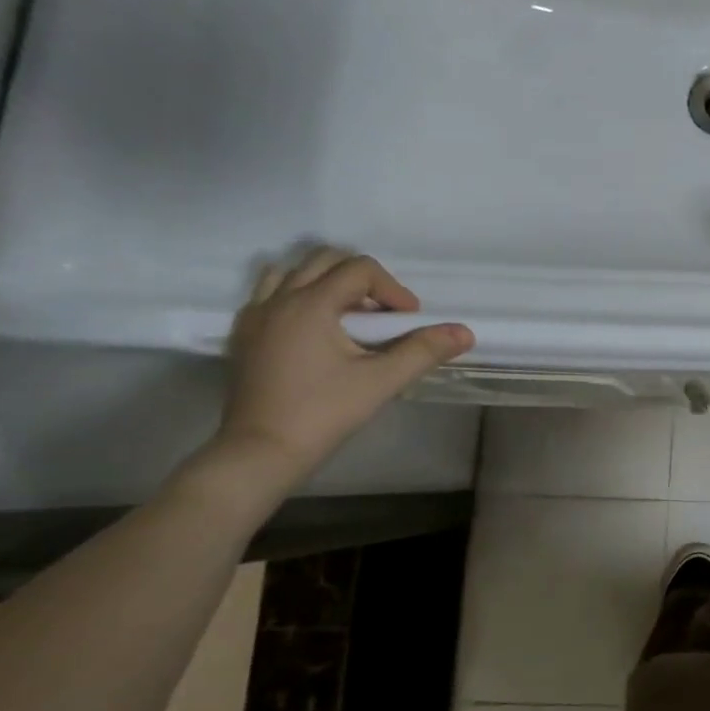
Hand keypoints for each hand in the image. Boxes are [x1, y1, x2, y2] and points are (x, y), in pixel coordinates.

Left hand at [213, 249, 473, 483]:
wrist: (261, 451)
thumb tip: (465, 332)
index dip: (393, 289)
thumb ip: (424, 350)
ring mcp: (255, 315)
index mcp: (311, 304)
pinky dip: (297, 295)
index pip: (360, 269)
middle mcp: (279, 299)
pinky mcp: (244, 334)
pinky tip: (316, 328)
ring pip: (292, 271)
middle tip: (382, 314)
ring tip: (348, 315)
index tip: (407, 321)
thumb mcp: (383, 381)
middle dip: (363, 279)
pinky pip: (270, 292)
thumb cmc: (324, 413)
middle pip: (325, 259)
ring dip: (327, 281)